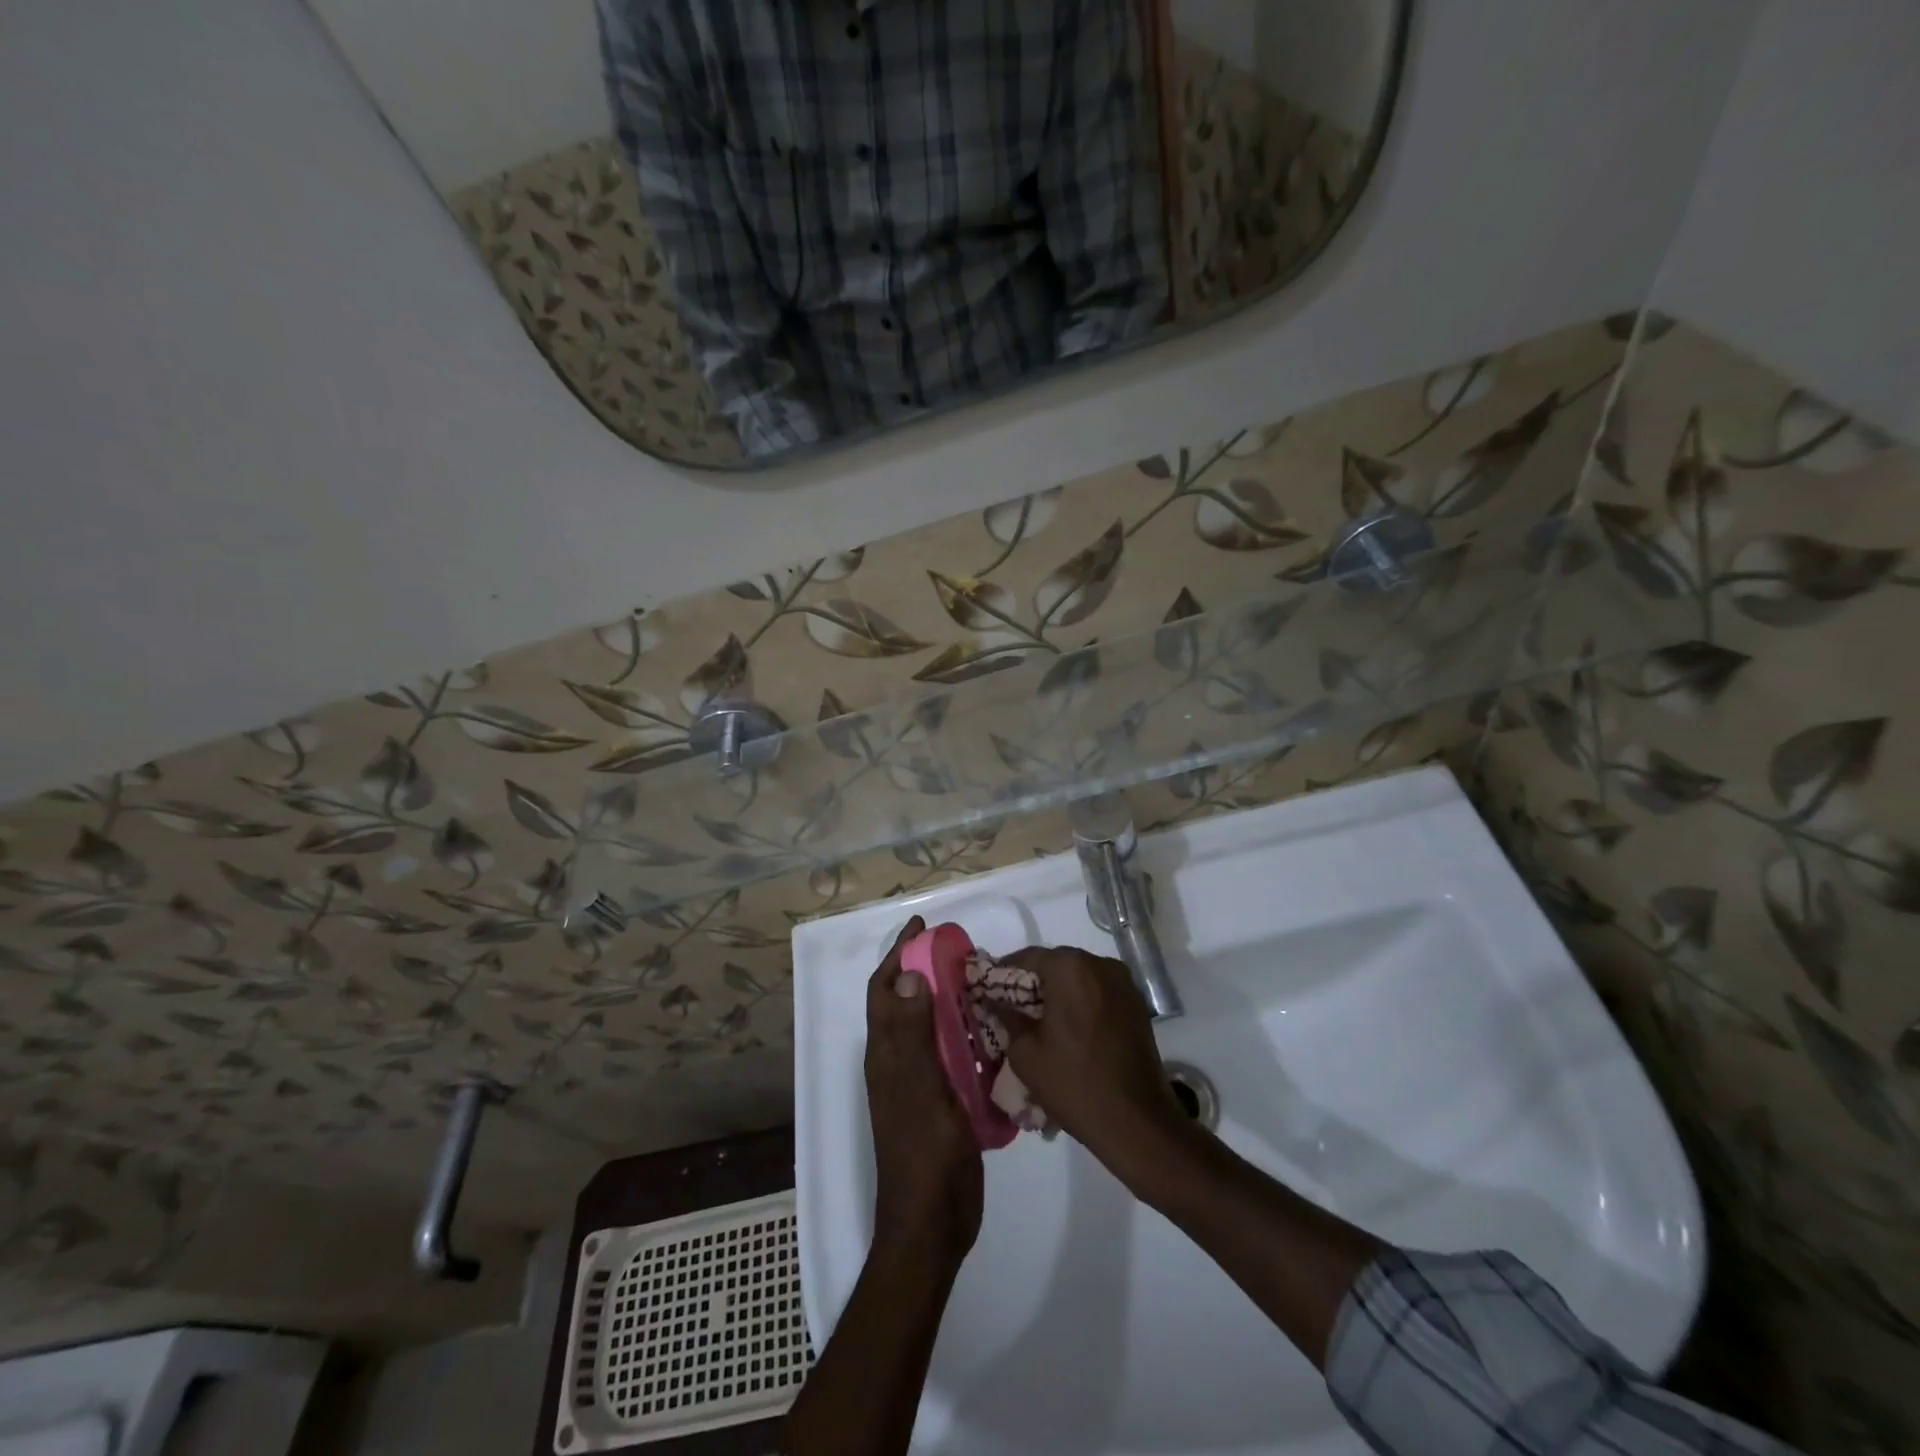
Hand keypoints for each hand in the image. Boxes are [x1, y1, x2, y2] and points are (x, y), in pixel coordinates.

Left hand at [865, 916, 982, 1267]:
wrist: (933, 1224)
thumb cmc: (924, 1156)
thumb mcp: (921, 1091)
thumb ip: (914, 1036)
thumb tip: (909, 976)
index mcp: (886, 1055)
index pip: (885, 990)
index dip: (897, 954)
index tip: (922, 926)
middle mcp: (897, 1062)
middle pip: (905, 1002)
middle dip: (923, 968)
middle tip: (958, 947)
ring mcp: (918, 1082)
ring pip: (927, 1025)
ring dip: (945, 997)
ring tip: (978, 978)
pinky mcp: (940, 1099)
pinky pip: (949, 1052)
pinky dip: (963, 1030)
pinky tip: (990, 1026)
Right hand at [999, 945, 1189, 1165]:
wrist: (1137, 1121)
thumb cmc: (1074, 1083)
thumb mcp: (1025, 1053)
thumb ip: (1006, 1016)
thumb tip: (993, 999)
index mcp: (1070, 968)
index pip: (1026, 958)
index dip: (1003, 975)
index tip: (987, 994)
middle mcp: (1099, 964)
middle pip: (1054, 965)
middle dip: (1032, 984)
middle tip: (1011, 1011)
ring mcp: (1123, 982)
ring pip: (1078, 978)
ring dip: (1058, 994)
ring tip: (1040, 1024)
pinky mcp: (1136, 1003)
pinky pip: (1098, 993)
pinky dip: (1080, 1003)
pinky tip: (1069, 1031)